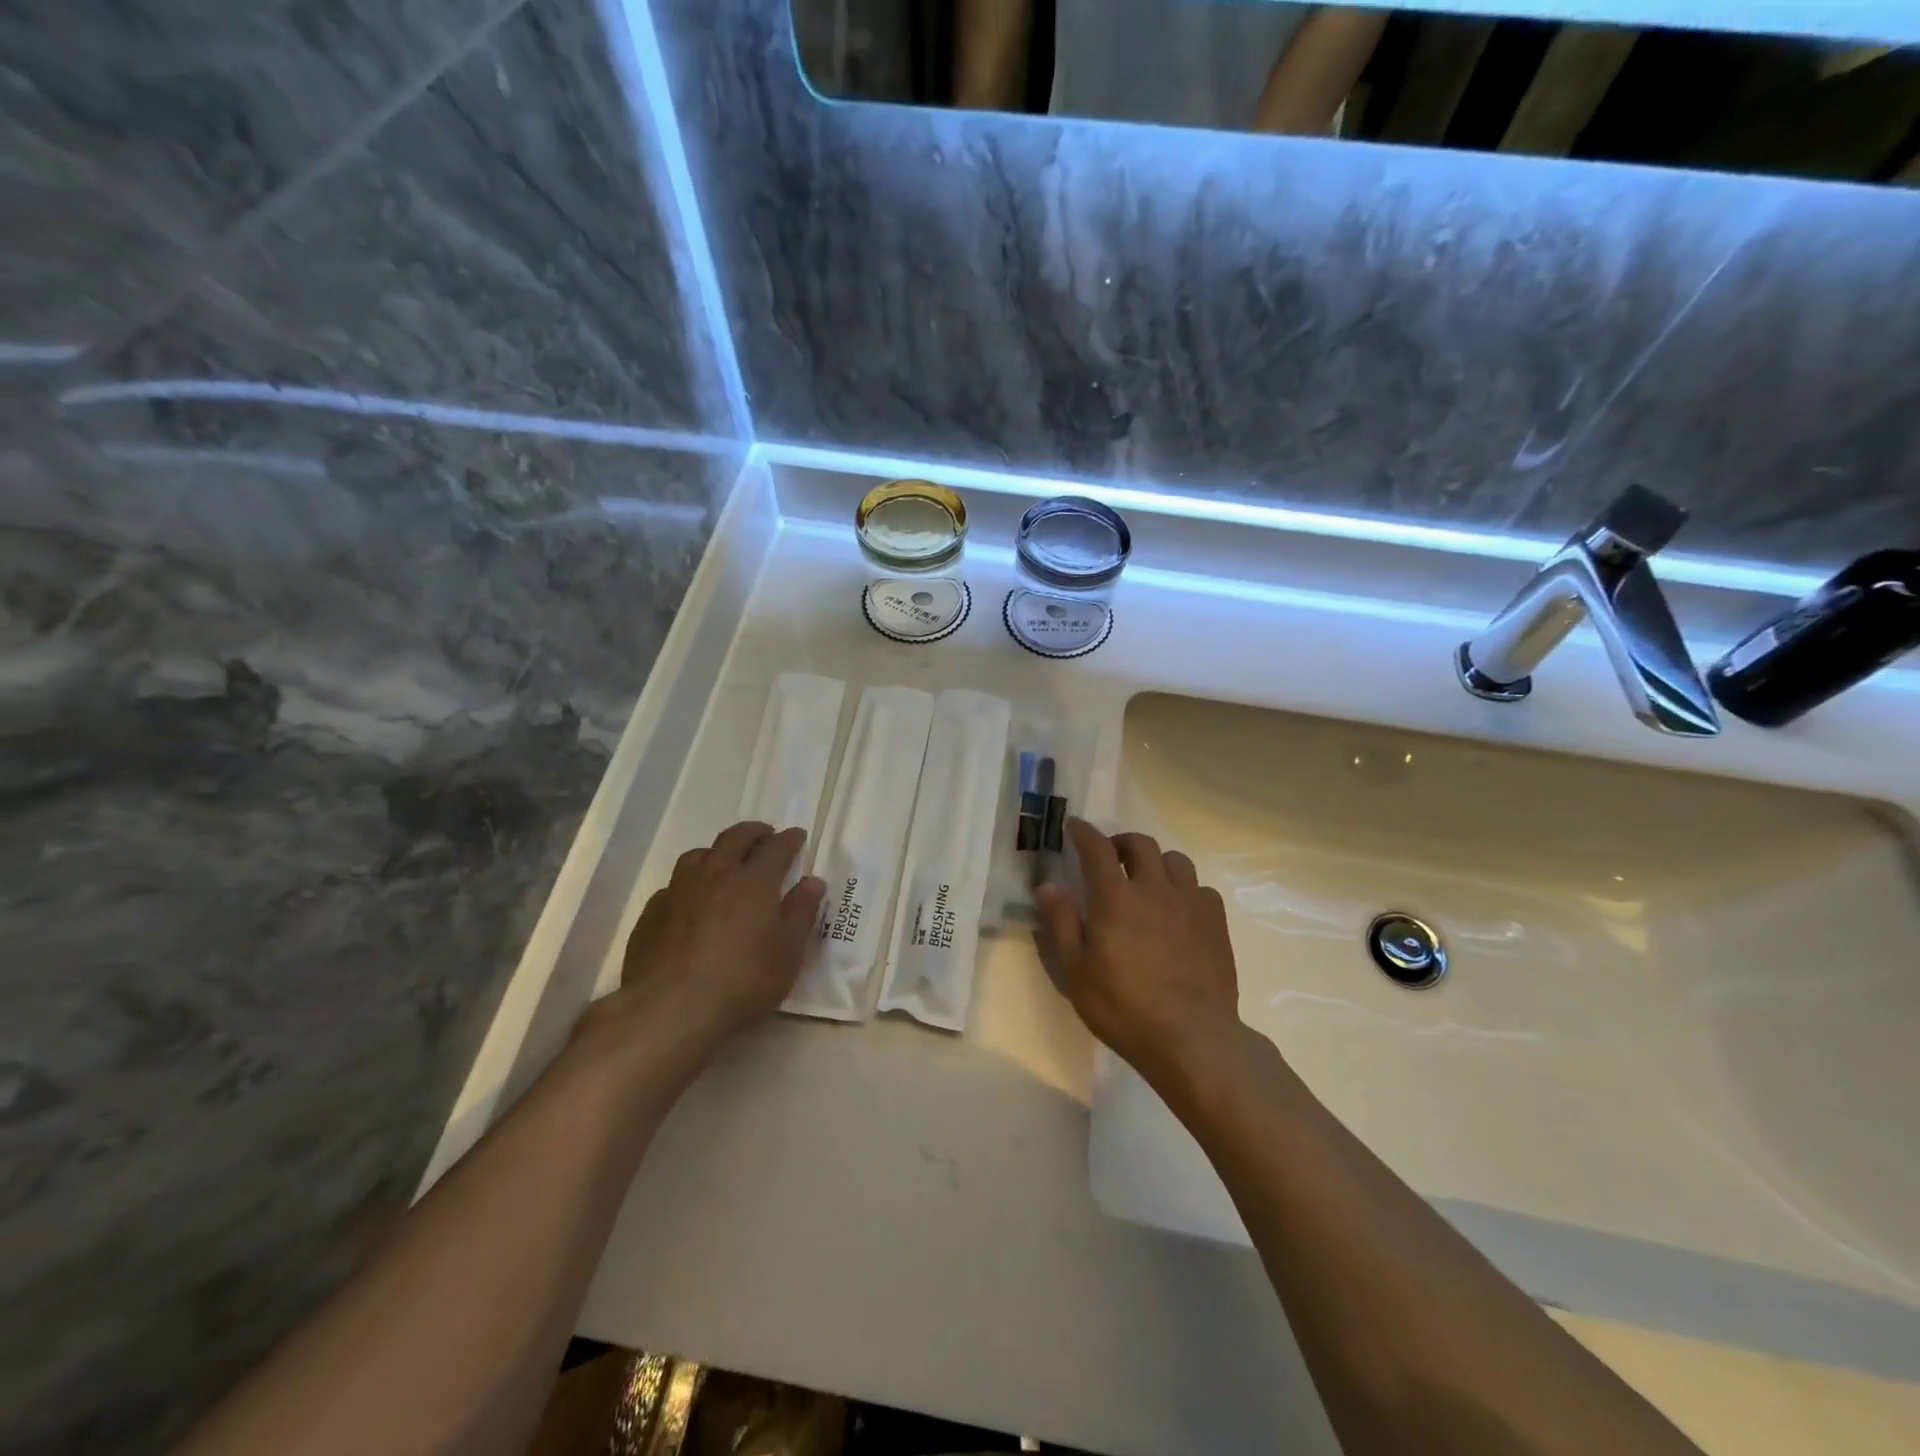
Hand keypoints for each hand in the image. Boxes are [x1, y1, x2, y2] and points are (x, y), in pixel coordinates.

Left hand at [599, 821, 824, 1060]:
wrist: (669, 1009)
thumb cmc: (742, 981)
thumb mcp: (788, 952)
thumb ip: (801, 912)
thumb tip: (812, 881)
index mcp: (754, 881)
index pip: (776, 847)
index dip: (790, 839)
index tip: (797, 835)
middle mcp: (715, 874)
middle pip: (734, 838)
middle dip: (753, 832)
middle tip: (764, 835)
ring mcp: (679, 891)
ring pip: (698, 855)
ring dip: (717, 852)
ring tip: (725, 862)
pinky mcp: (652, 913)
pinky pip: (674, 885)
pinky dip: (689, 884)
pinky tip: (691, 901)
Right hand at [1035, 819, 1243, 1095]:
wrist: (1192, 1038)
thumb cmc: (1123, 1007)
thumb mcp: (1076, 971)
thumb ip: (1061, 923)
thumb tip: (1048, 886)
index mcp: (1116, 897)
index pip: (1097, 848)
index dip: (1084, 832)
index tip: (1075, 826)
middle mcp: (1155, 888)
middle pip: (1140, 843)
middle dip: (1121, 842)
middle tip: (1110, 856)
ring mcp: (1190, 903)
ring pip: (1175, 860)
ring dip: (1156, 861)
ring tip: (1147, 880)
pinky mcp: (1216, 922)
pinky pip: (1201, 888)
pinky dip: (1185, 889)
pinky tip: (1179, 910)